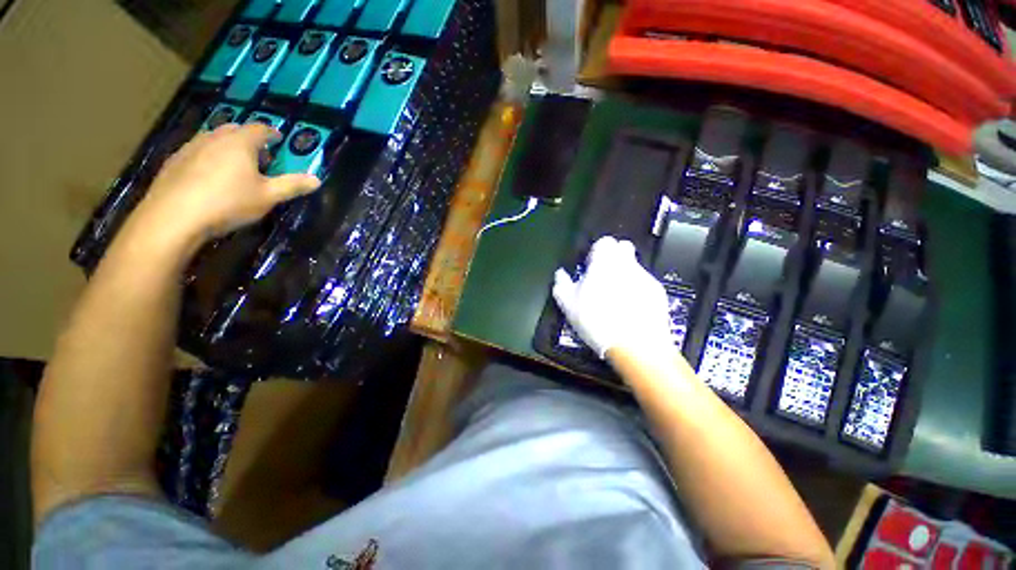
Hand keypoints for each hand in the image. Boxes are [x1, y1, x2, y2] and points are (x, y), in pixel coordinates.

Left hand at [125, 123, 320, 254]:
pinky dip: (209, 156)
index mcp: (240, 143)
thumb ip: (292, 186)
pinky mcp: (174, 160)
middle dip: (249, 139)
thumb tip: (317, 180)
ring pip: (214, 139)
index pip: (260, 129)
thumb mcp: (268, 197)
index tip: (279, 139)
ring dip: (228, 146)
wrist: (174, 216)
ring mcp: (191, 147)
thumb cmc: (228, 202)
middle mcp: (214, 137)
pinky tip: (210, 176)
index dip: (272, 133)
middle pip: (235, 130)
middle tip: (259, 155)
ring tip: (235, 165)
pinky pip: (198, 151)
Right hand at [552, 236, 675, 359]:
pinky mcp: (658, 293)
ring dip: (624, 275)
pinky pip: (644, 284)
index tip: (590, 265)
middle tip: (603, 276)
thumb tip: (560, 275)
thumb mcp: (568, 303)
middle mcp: (627, 264)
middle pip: (623, 248)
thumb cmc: (597, 319)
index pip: (604, 241)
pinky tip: (629, 308)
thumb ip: (561, 283)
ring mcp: (645, 278)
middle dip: (614, 257)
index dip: (596, 251)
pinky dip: (637, 291)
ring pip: (633, 267)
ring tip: (615, 298)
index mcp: (605, 262)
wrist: (635, 344)